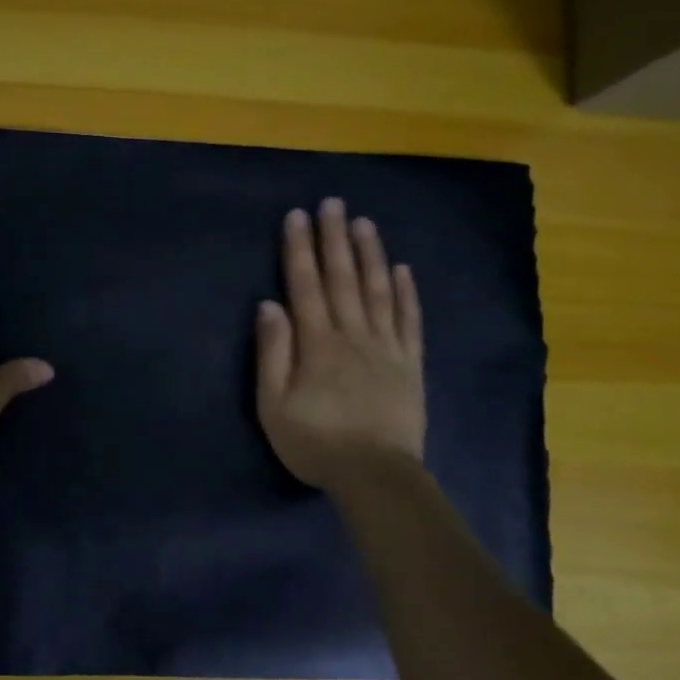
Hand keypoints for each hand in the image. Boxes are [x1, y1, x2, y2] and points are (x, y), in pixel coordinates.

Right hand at [255, 198, 425, 488]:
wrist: (376, 476)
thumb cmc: (315, 442)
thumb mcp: (274, 405)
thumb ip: (272, 353)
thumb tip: (269, 305)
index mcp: (317, 343)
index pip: (305, 285)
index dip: (300, 249)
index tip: (297, 216)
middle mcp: (353, 335)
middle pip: (343, 278)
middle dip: (335, 239)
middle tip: (333, 203)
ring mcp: (386, 348)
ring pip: (379, 291)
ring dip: (370, 254)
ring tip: (364, 223)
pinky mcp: (410, 365)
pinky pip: (409, 321)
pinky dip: (407, 293)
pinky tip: (403, 270)